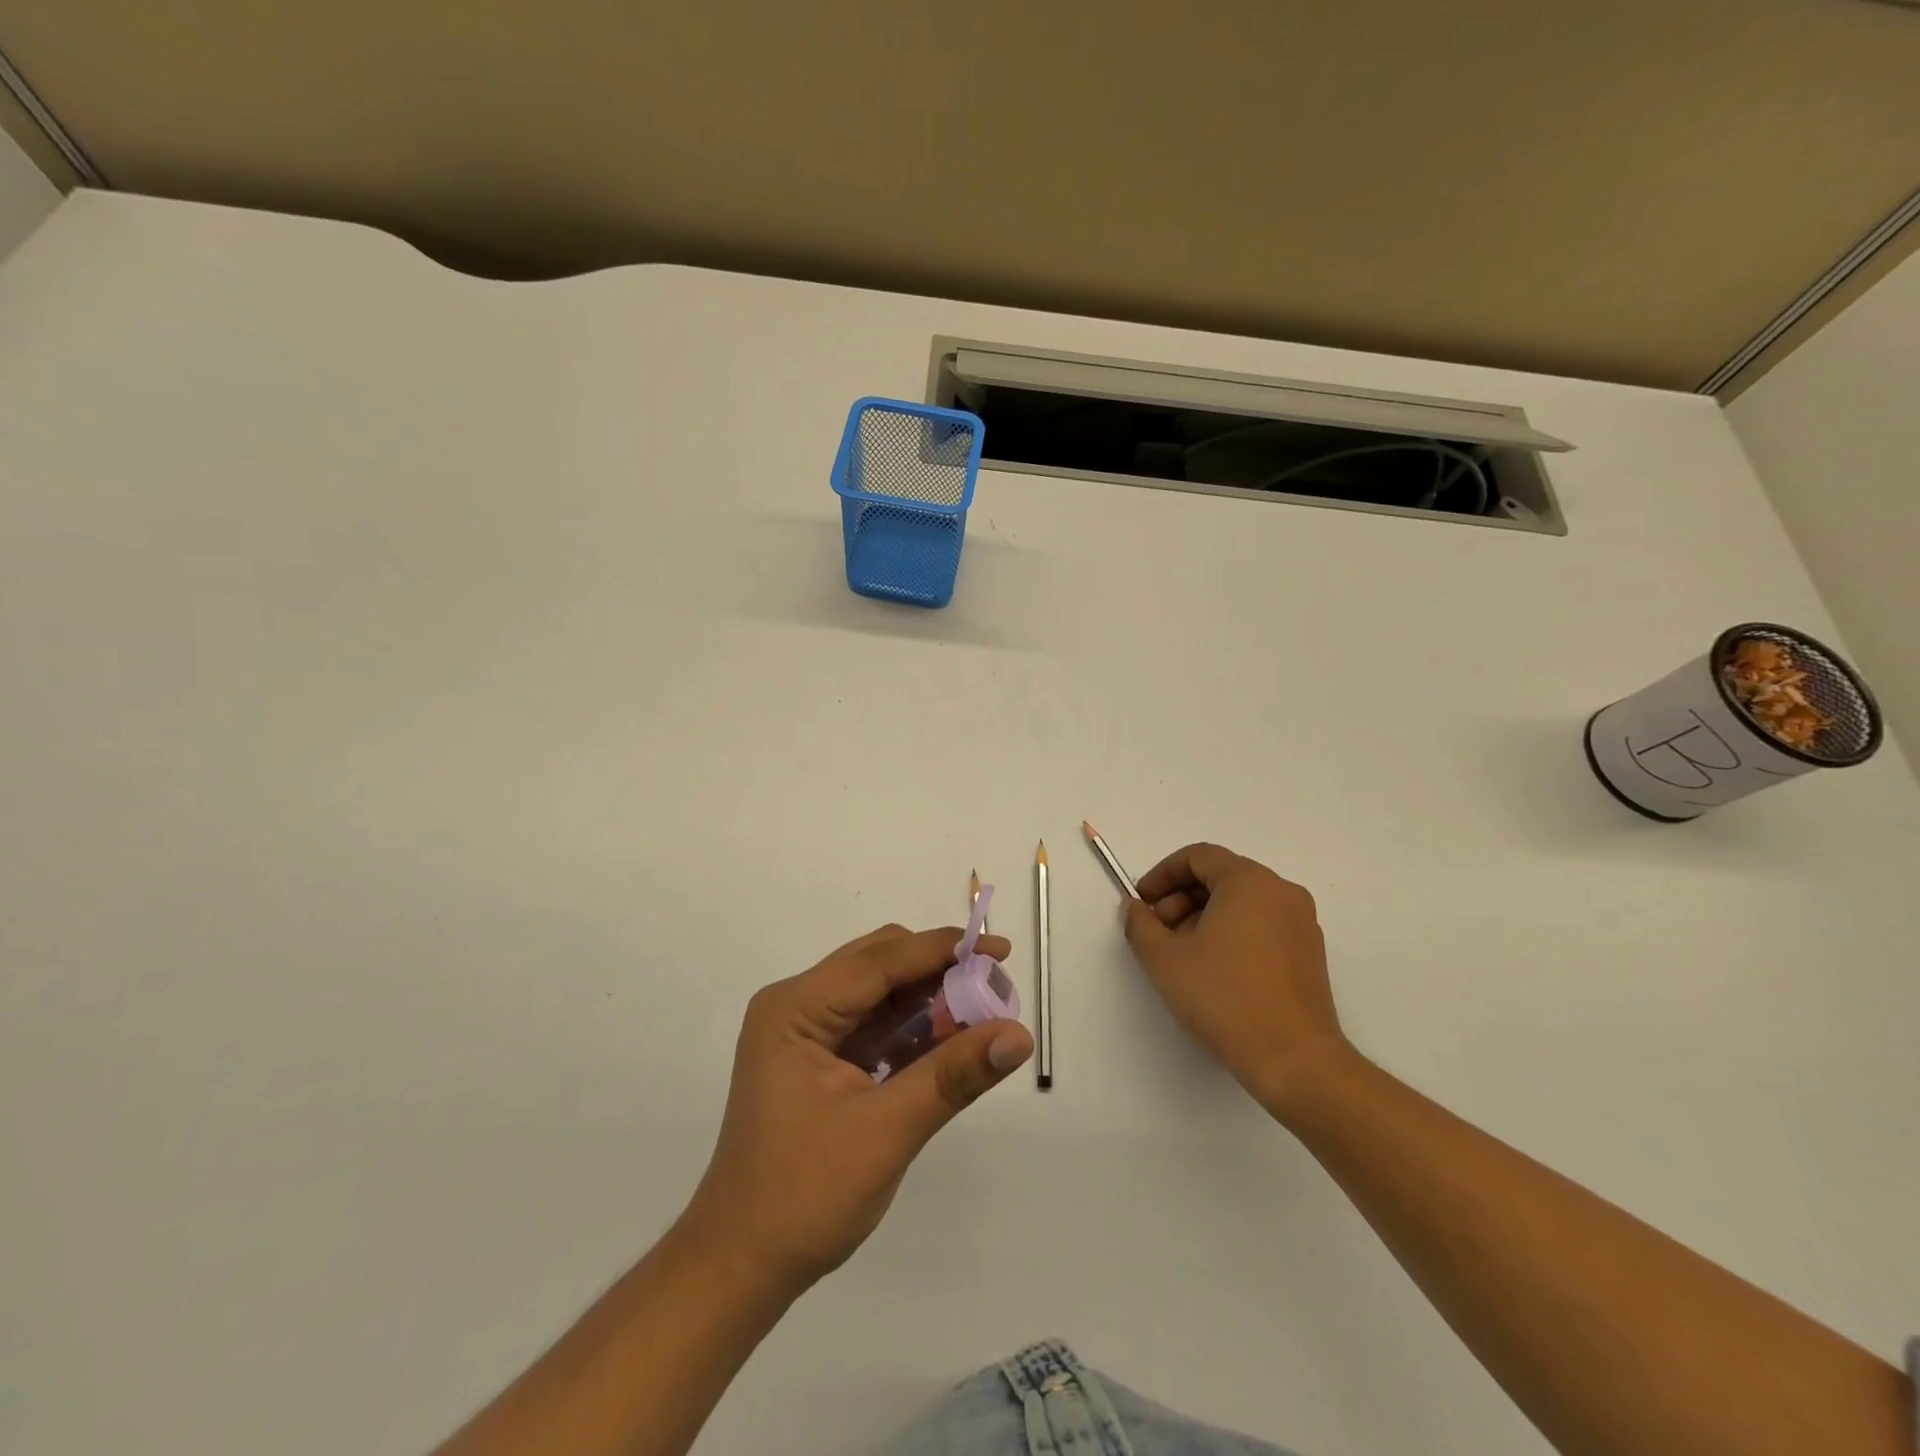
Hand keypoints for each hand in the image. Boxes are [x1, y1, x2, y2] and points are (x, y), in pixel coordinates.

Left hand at [678, 924, 1032, 1295]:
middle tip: (993, 988)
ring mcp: (805, 1032)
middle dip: (938, 970)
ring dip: (929, 998)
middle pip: (879, 963)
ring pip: (879, 991)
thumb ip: (953, 1075)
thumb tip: (1019, 1035)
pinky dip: (912, 1026)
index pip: (880, 960)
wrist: (742, 1265)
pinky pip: (874, 1023)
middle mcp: (797, 1006)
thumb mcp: (886, 1131)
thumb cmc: (804, 1196)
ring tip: (982, 1014)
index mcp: (796, 1009)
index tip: (1001, 949)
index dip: (944, 948)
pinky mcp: (818, 1058)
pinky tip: (949, 1041)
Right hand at [1121, 843, 1349, 1118]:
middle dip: (1180, 898)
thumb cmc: (1224, 998)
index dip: (1162, 875)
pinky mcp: (1310, 953)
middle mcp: (1281, 891)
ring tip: (1182, 955)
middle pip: (1220, 876)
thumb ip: (1140, 924)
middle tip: (1158, 932)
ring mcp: (1301, 922)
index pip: (1198, 856)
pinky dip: (1231, 933)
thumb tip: (1136, 908)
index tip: (1142, 903)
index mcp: (1249, 881)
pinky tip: (1214, 970)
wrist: (1295, 1060)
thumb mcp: (1164, 959)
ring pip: (1241, 902)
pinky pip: (1261, 924)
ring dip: (1203, 917)